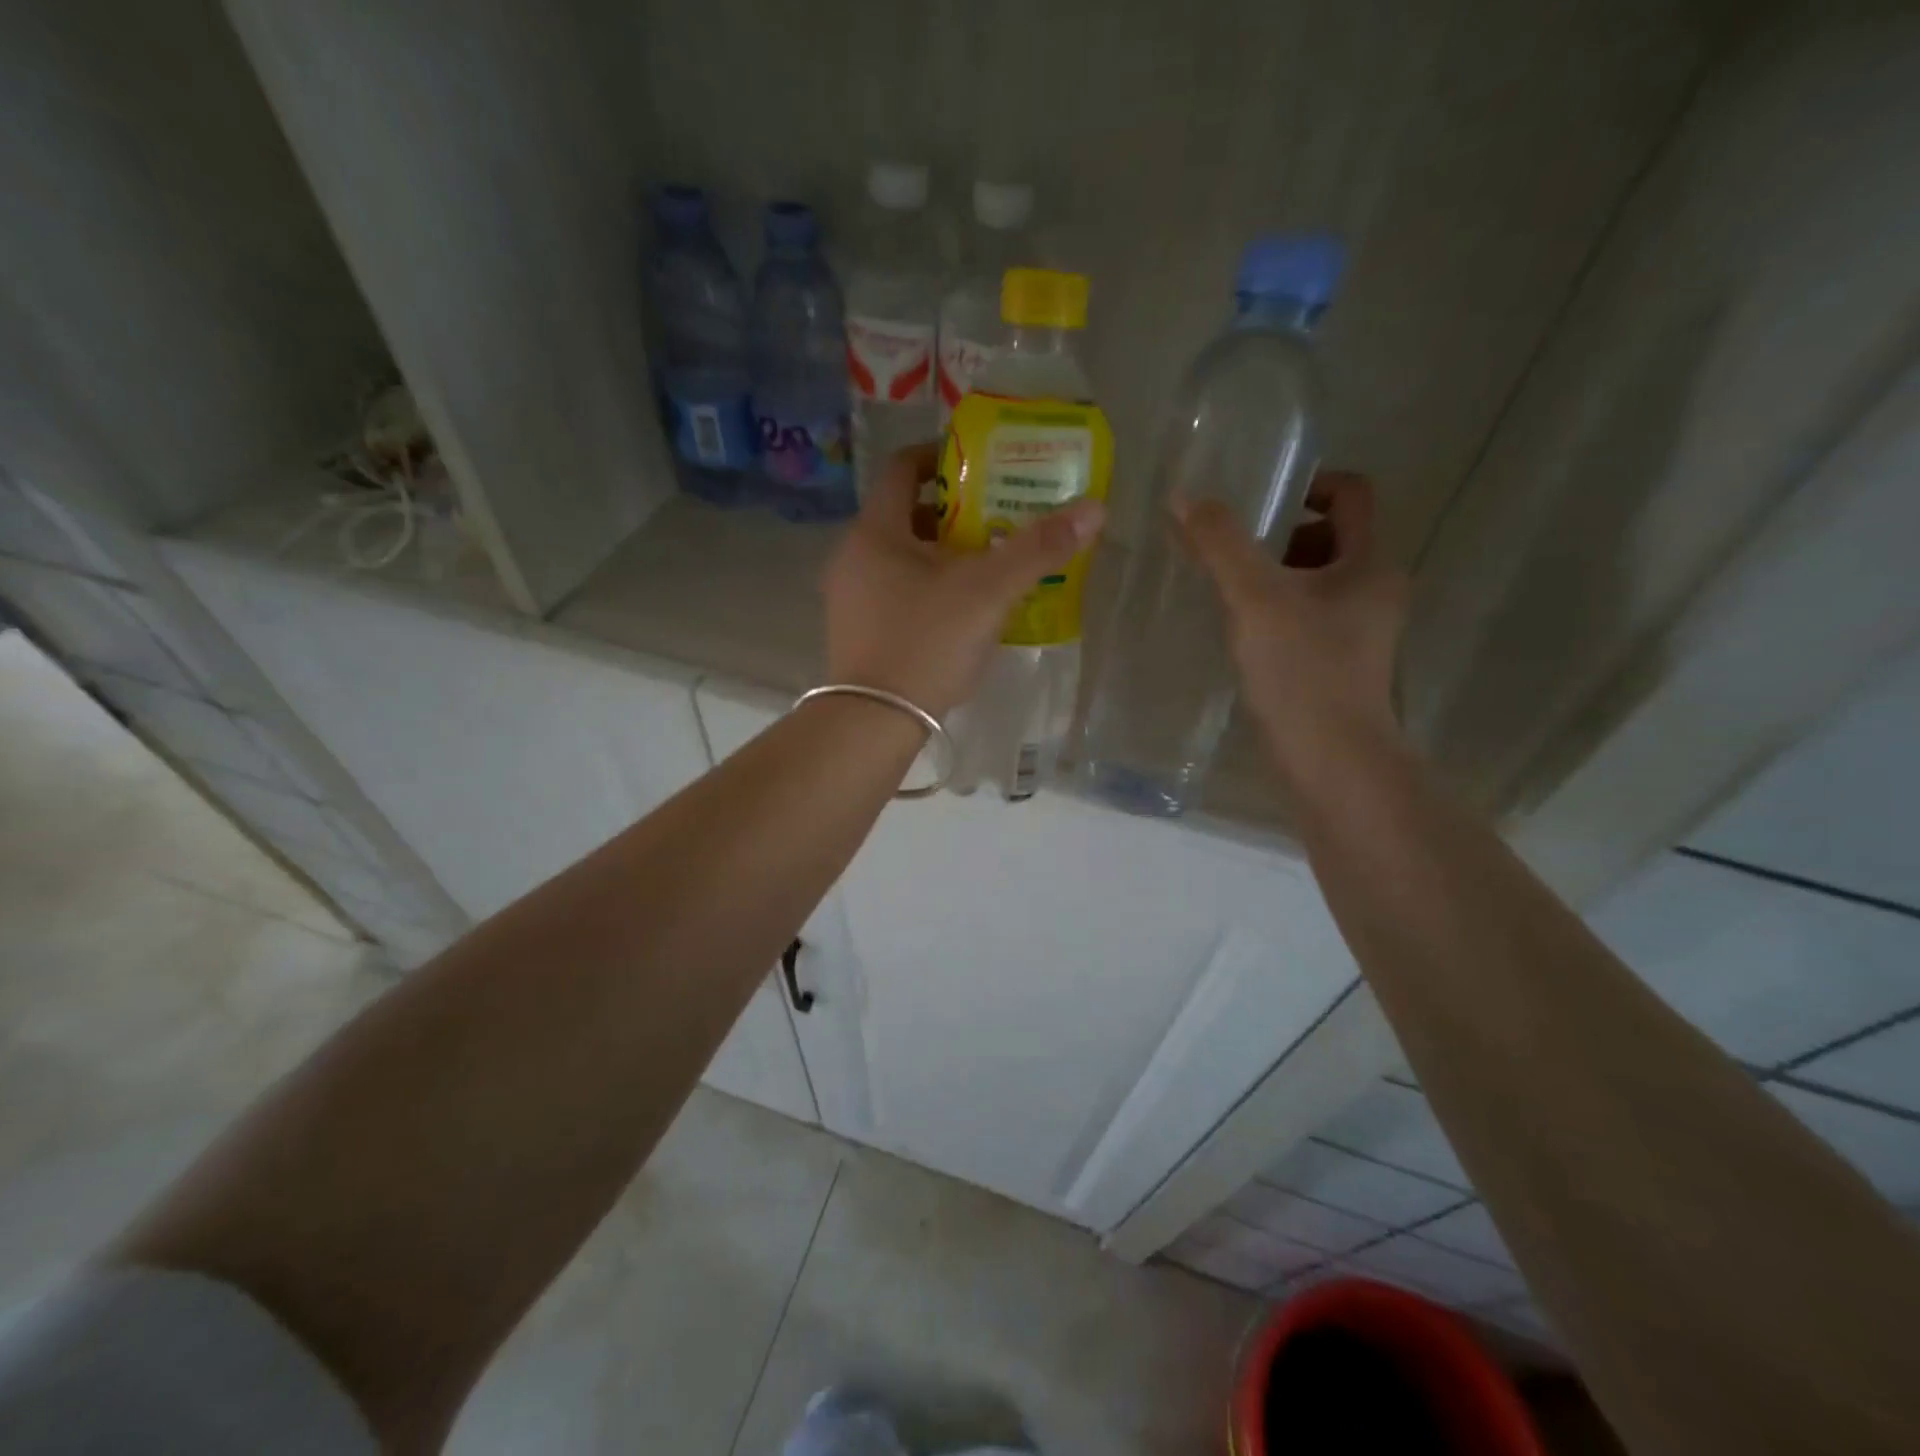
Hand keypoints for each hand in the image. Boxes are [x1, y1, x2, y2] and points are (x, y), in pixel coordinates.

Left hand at [825, 443, 1104, 718]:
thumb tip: (1094, 509)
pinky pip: (897, 592)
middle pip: (907, 515)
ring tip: (990, 564)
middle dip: (955, 512)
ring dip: (945, 554)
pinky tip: (963, 610)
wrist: (874, 722)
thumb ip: (1038, 549)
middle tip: (1000, 517)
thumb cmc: (926, 642)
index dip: (941, 457)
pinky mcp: (858, 632)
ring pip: (903, 558)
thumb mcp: (988, 591)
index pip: (902, 468)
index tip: (981, 464)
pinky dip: (930, 587)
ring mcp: (850, 598)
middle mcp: (853, 556)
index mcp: (875, 531)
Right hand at [1176, 471, 1408, 784]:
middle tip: (1235, 556)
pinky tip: (1245, 633)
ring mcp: (1362, 628)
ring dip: (1276, 576)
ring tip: (1232, 596)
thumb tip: (1183, 496)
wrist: (1332, 761)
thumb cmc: (1301, 671)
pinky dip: (1279, 611)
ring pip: (1317, 579)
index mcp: (1370, 562)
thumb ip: (1220, 545)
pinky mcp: (1342, 661)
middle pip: (1330, 535)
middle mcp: (1375, 588)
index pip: (1351, 493)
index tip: (1258, 505)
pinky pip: (1310, 615)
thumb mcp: (1254, 599)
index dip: (1307, 485)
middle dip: (1281, 537)